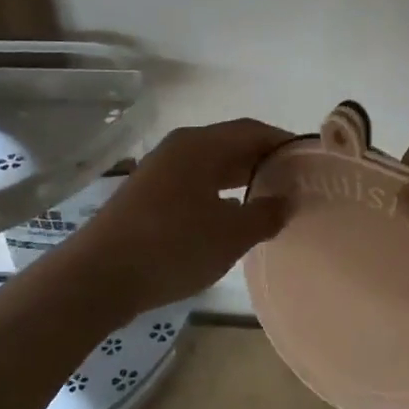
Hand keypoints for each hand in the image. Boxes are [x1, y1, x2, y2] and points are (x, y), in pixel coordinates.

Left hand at [53, 118, 290, 316]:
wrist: (98, 277)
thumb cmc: (172, 246)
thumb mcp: (230, 234)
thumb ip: (265, 214)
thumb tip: (286, 201)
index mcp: (200, 145)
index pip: (252, 131)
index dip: (283, 144)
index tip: (310, 163)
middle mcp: (179, 149)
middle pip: (231, 145)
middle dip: (264, 163)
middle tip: (295, 185)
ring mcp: (160, 173)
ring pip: (211, 167)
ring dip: (241, 181)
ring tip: (270, 203)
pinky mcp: (148, 197)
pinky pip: (195, 185)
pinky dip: (219, 195)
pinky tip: (231, 220)